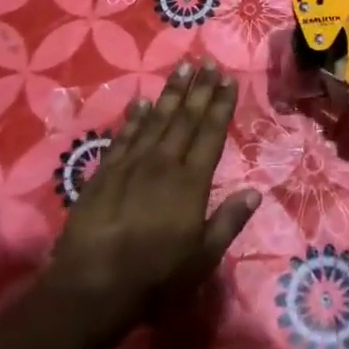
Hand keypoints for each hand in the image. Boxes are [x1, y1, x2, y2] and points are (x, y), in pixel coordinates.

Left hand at [46, 60, 258, 342]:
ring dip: (171, 92)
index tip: (229, 79)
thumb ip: (229, 222)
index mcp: (191, 182)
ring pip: (156, 119)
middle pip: (185, 118)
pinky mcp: (105, 172)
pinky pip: (124, 136)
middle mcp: (163, 163)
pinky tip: (142, 101)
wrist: (93, 286)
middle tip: (208, 62)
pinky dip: (135, 117)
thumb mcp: (203, 258)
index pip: (211, 133)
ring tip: (183, 68)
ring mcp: (132, 164)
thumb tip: (255, 192)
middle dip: (200, 89)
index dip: (221, 105)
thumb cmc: (155, 277)